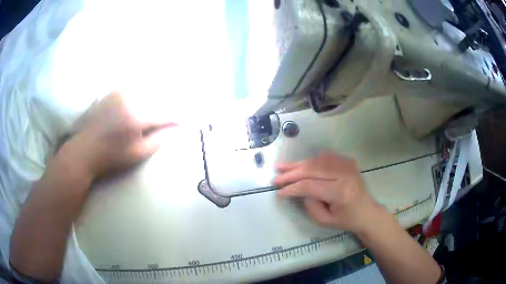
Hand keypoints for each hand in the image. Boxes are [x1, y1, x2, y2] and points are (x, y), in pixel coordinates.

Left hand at [59, 92, 176, 178]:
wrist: (85, 150)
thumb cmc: (112, 156)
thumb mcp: (138, 153)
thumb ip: (160, 139)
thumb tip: (177, 128)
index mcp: (136, 116)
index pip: (164, 113)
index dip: (177, 117)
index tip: (185, 122)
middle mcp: (130, 98)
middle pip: (157, 99)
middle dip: (166, 108)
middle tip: (172, 118)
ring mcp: (121, 92)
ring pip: (146, 93)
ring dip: (155, 101)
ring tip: (159, 112)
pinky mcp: (114, 92)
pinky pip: (135, 91)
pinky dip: (142, 97)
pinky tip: (143, 105)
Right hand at [274, 151, 381, 232]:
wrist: (367, 211)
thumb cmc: (346, 220)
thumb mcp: (325, 220)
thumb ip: (309, 205)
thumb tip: (299, 190)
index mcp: (340, 192)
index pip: (309, 185)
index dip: (292, 188)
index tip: (279, 192)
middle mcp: (344, 174)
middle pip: (312, 169)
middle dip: (291, 173)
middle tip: (276, 177)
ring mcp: (347, 165)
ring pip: (316, 160)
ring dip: (298, 164)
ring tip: (282, 167)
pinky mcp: (347, 161)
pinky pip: (324, 157)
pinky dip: (310, 161)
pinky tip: (300, 165)